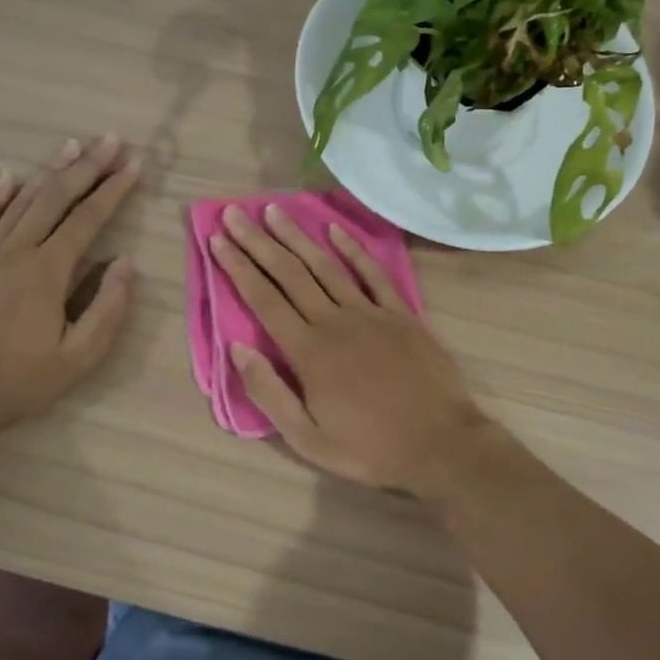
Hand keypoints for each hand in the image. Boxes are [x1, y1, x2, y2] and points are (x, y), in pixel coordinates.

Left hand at [0, 135, 140, 436]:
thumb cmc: (18, 382)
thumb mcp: (79, 358)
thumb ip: (108, 308)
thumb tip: (126, 261)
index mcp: (48, 272)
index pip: (88, 220)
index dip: (113, 190)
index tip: (134, 164)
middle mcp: (14, 252)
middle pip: (55, 199)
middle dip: (87, 167)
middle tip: (110, 139)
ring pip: (18, 202)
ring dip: (48, 172)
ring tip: (71, 145)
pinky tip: (6, 177)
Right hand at [209, 203, 490, 495]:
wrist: (441, 444)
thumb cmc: (370, 448)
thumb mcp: (308, 439)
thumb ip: (269, 392)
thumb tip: (236, 348)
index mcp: (309, 352)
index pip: (264, 299)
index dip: (238, 267)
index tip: (218, 240)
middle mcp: (335, 322)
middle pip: (290, 274)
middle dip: (258, 242)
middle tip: (234, 213)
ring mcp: (371, 313)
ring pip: (326, 266)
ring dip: (297, 237)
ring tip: (274, 211)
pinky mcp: (401, 314)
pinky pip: (373, 273)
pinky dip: (353, 249)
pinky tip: (334, 230)